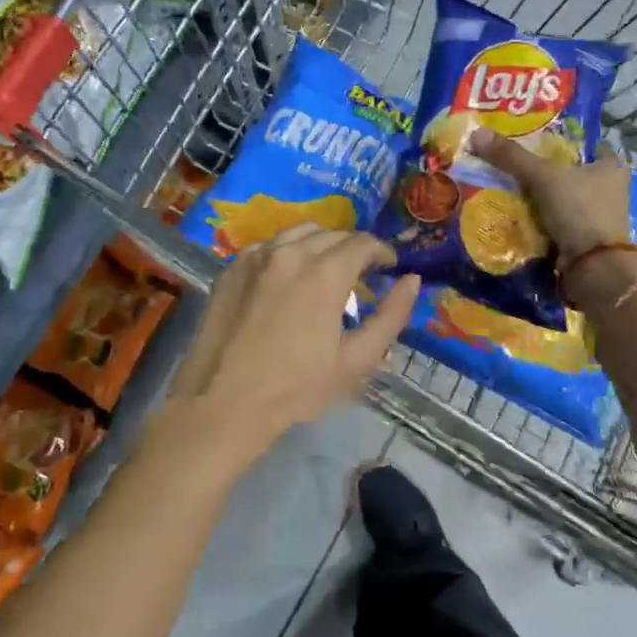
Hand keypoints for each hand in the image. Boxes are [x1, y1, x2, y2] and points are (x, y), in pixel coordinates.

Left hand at [166, 226, 418, 467]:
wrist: (224, 403)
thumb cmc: (297, 387)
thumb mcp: (357, 359)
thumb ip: (391, 316)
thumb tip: (412, 280)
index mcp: (325, 272)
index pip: (363, 243)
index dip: (382, 252)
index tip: (389, 267)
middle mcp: (290, 252)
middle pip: (332, 234)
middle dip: (353, 249)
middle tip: (360, 276)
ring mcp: (256, 257)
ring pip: (298, 233)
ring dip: (320, 245)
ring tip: (325, 272)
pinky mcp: (231, 269)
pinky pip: (268, 247)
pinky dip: (287, 253)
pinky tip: (287, 279)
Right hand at [469, 129, 630, 259]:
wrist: (593, 267)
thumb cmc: (578, 210)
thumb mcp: (542, 177)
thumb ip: (511, 156)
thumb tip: (477, 133)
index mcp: (611, 167)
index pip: (586, 144)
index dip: (562, 142)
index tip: (534, 142)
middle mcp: (612, 189)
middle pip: (573, 172)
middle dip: (548, 172)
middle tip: (516, 166)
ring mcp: (601, 217)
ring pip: (566, 198)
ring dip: (544, 198)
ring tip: (512, 190)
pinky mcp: (588, 239)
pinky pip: (561, 221)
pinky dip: (544, 220)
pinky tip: (521, 216)